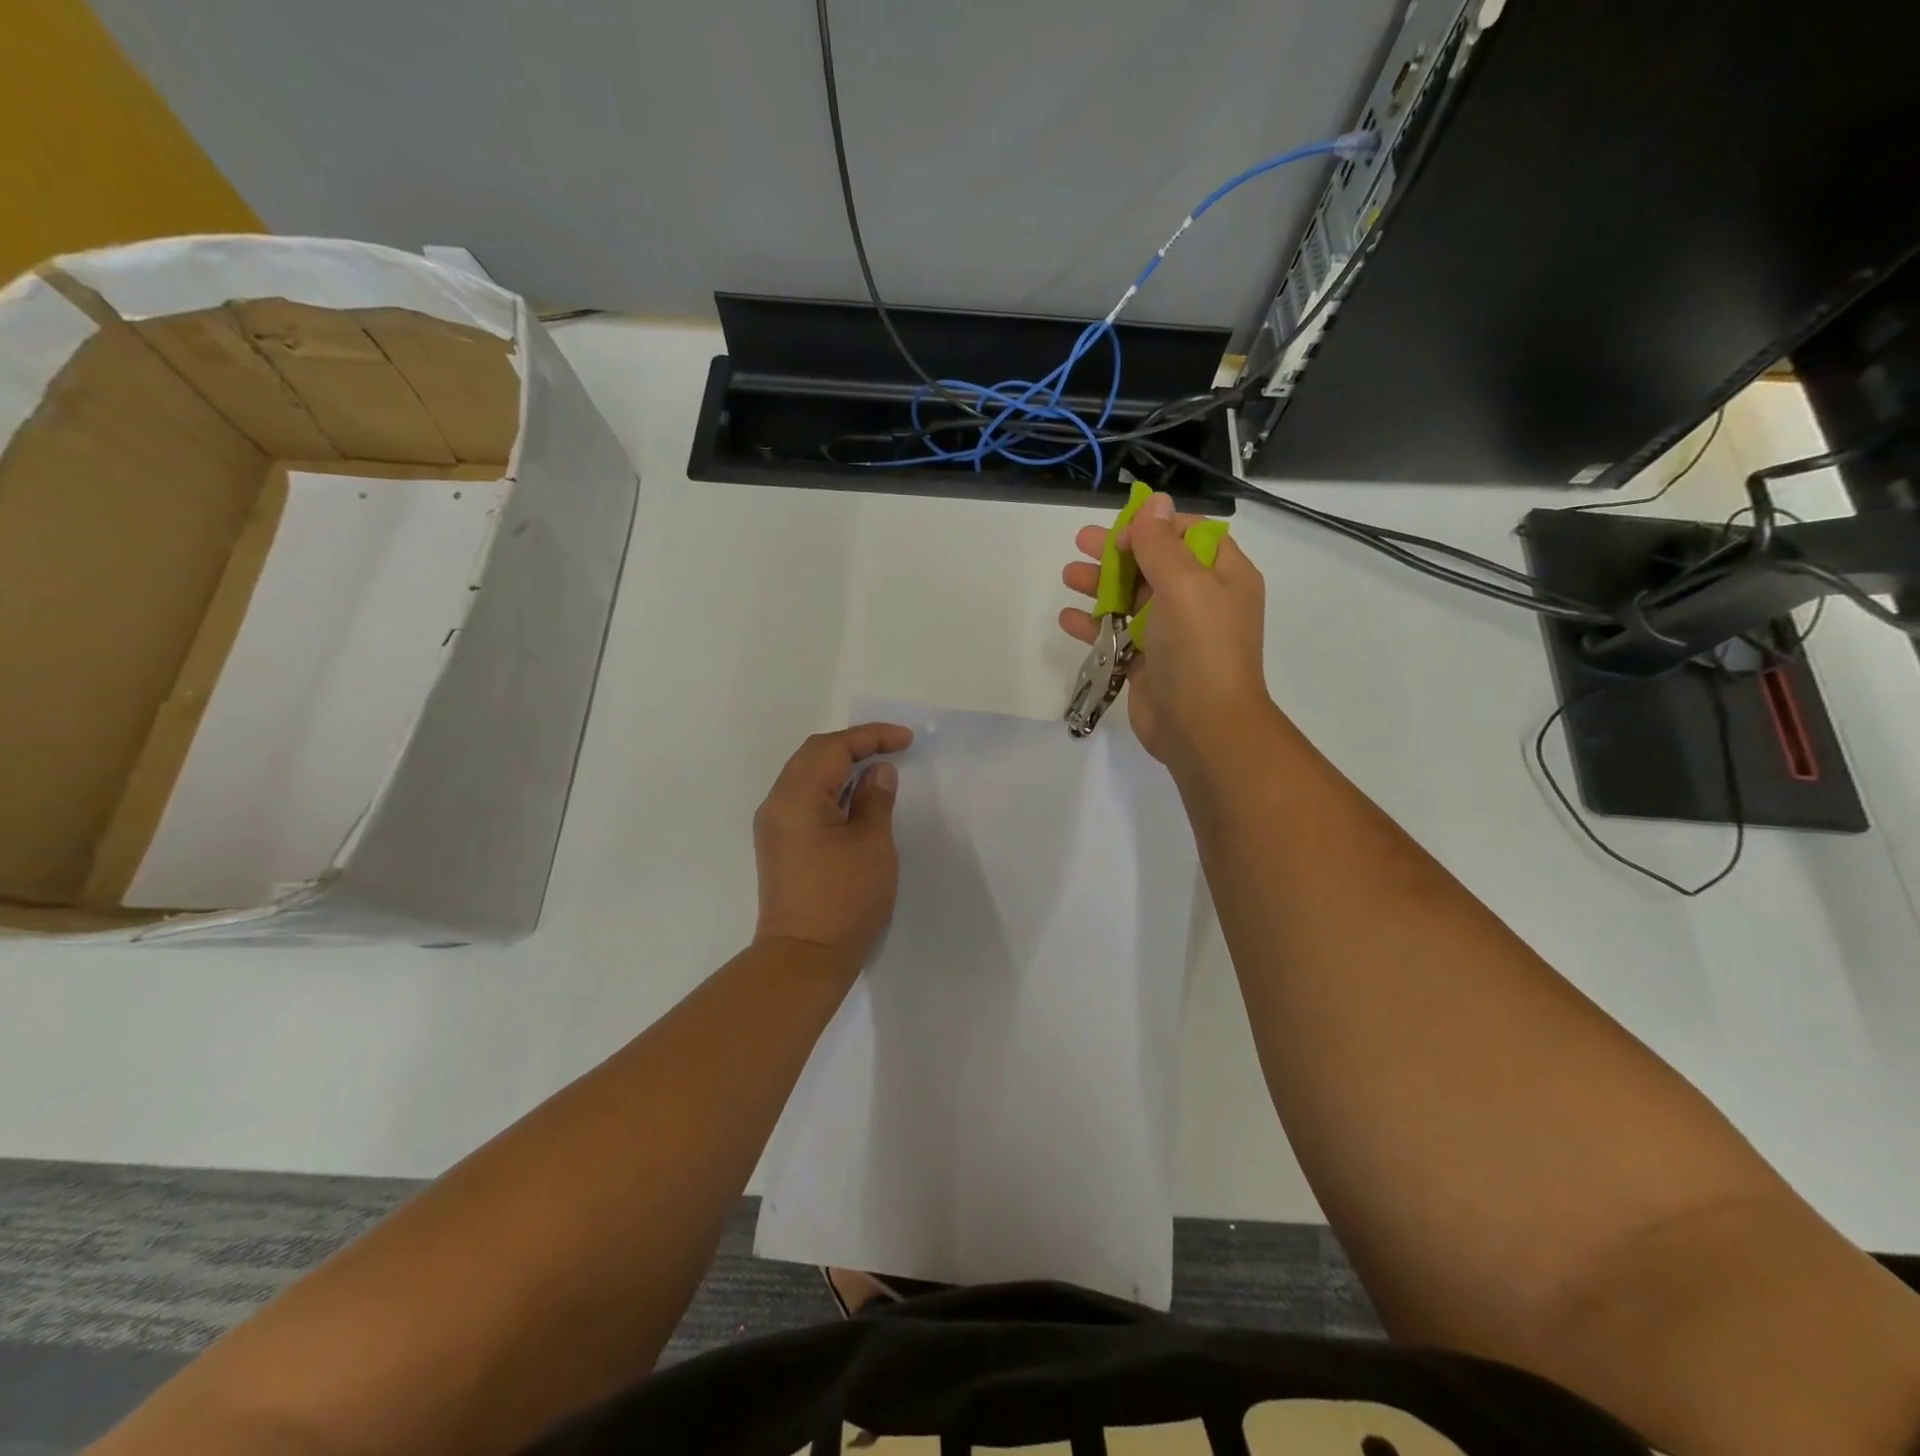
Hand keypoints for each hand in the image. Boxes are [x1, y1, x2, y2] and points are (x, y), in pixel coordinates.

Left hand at [752, 723, 913, 976]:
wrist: (803, 959)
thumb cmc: (844, 900)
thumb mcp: (872, 845)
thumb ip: (876, 800)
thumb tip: (878, 772)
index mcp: (797, 797)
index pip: (833, 748)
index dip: (870, 736)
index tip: (906, 740)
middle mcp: (777, 803)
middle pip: (814, 754)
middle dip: (854, 745)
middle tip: (893, 747)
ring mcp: (774, 825)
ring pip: (806, 774)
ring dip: (841, 765)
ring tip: (878, 768)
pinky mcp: (780, 843)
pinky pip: (804, 797)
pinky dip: (831, 787)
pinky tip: (856, 797)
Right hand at [1059, 491, 1275, 771]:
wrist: (1203, 727)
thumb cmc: (1200, 648)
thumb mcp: (1184, 584)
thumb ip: (1161, 543)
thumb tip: (1154, 502)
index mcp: (1223, 577)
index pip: (1190, 535)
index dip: (1155, 527)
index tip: (1123, 531)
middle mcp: (1201, 602)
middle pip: (1155, 565)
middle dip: (1119, 552)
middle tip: (1081, 543)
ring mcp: (1174, 635)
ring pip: (1133, 599)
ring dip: (1101, 585)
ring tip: (1068, 575)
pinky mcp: (1149, 664)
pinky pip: (1119, 636)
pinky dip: (1094, 625)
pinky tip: (1068, 619)